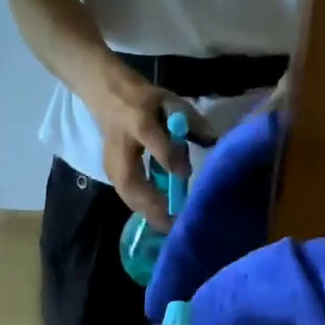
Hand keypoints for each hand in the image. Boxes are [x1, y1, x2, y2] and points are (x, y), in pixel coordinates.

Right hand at [88, 75, 212, 230]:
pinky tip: (160, 219)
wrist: (109, 97)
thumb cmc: (147, 101)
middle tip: (176, 222)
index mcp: (138, 120)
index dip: (169, 158)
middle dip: (153, 204)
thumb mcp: (172, 102)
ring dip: (148, 212)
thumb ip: (193, 123)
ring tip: (171, 227)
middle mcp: (121, 144)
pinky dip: (143, 209)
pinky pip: (125, 195)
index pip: (152, 140)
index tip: (187, 176)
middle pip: (131, 179)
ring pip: (126, 193)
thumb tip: (216, 145)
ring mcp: (110, 160)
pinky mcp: (109, 172)